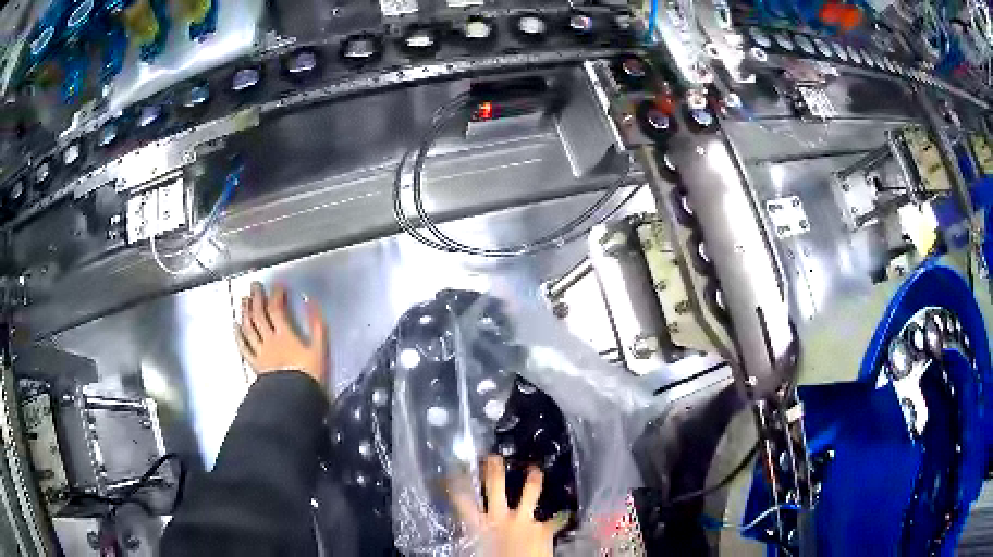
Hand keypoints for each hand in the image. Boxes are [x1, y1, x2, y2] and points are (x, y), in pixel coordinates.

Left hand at [235, 282, 328, 385]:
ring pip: (248, 327)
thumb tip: (310, 301)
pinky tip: (235, 325)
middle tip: (254, 285)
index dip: (276, 294)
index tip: (278, 285)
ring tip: (244, 300)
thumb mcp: (320, 348)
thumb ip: (316, 324)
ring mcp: (259, 351)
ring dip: (245, 312)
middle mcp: (269, 339)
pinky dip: (238, 335)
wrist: (296, 398)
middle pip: (259, 314)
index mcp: (285, 334)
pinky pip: (243, 347)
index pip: (276, 308)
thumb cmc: (310, 374)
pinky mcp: (255, 363)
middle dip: (256, 298)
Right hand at [450, 455, 567, 556]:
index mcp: (480, 527)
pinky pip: (554, 519)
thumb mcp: (478, 549)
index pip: (463, 501)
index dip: (457, 484)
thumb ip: (479, 536)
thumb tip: (477, 531)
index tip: (455, 471)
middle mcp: (501, 518)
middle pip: (495, 486)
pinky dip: (558, 518)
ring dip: (533, 480)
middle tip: (493, 457)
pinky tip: (563, 514)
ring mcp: (524, 520)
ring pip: (529, 493)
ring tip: (535, 471)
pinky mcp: (545, 528)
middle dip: (494, 469)